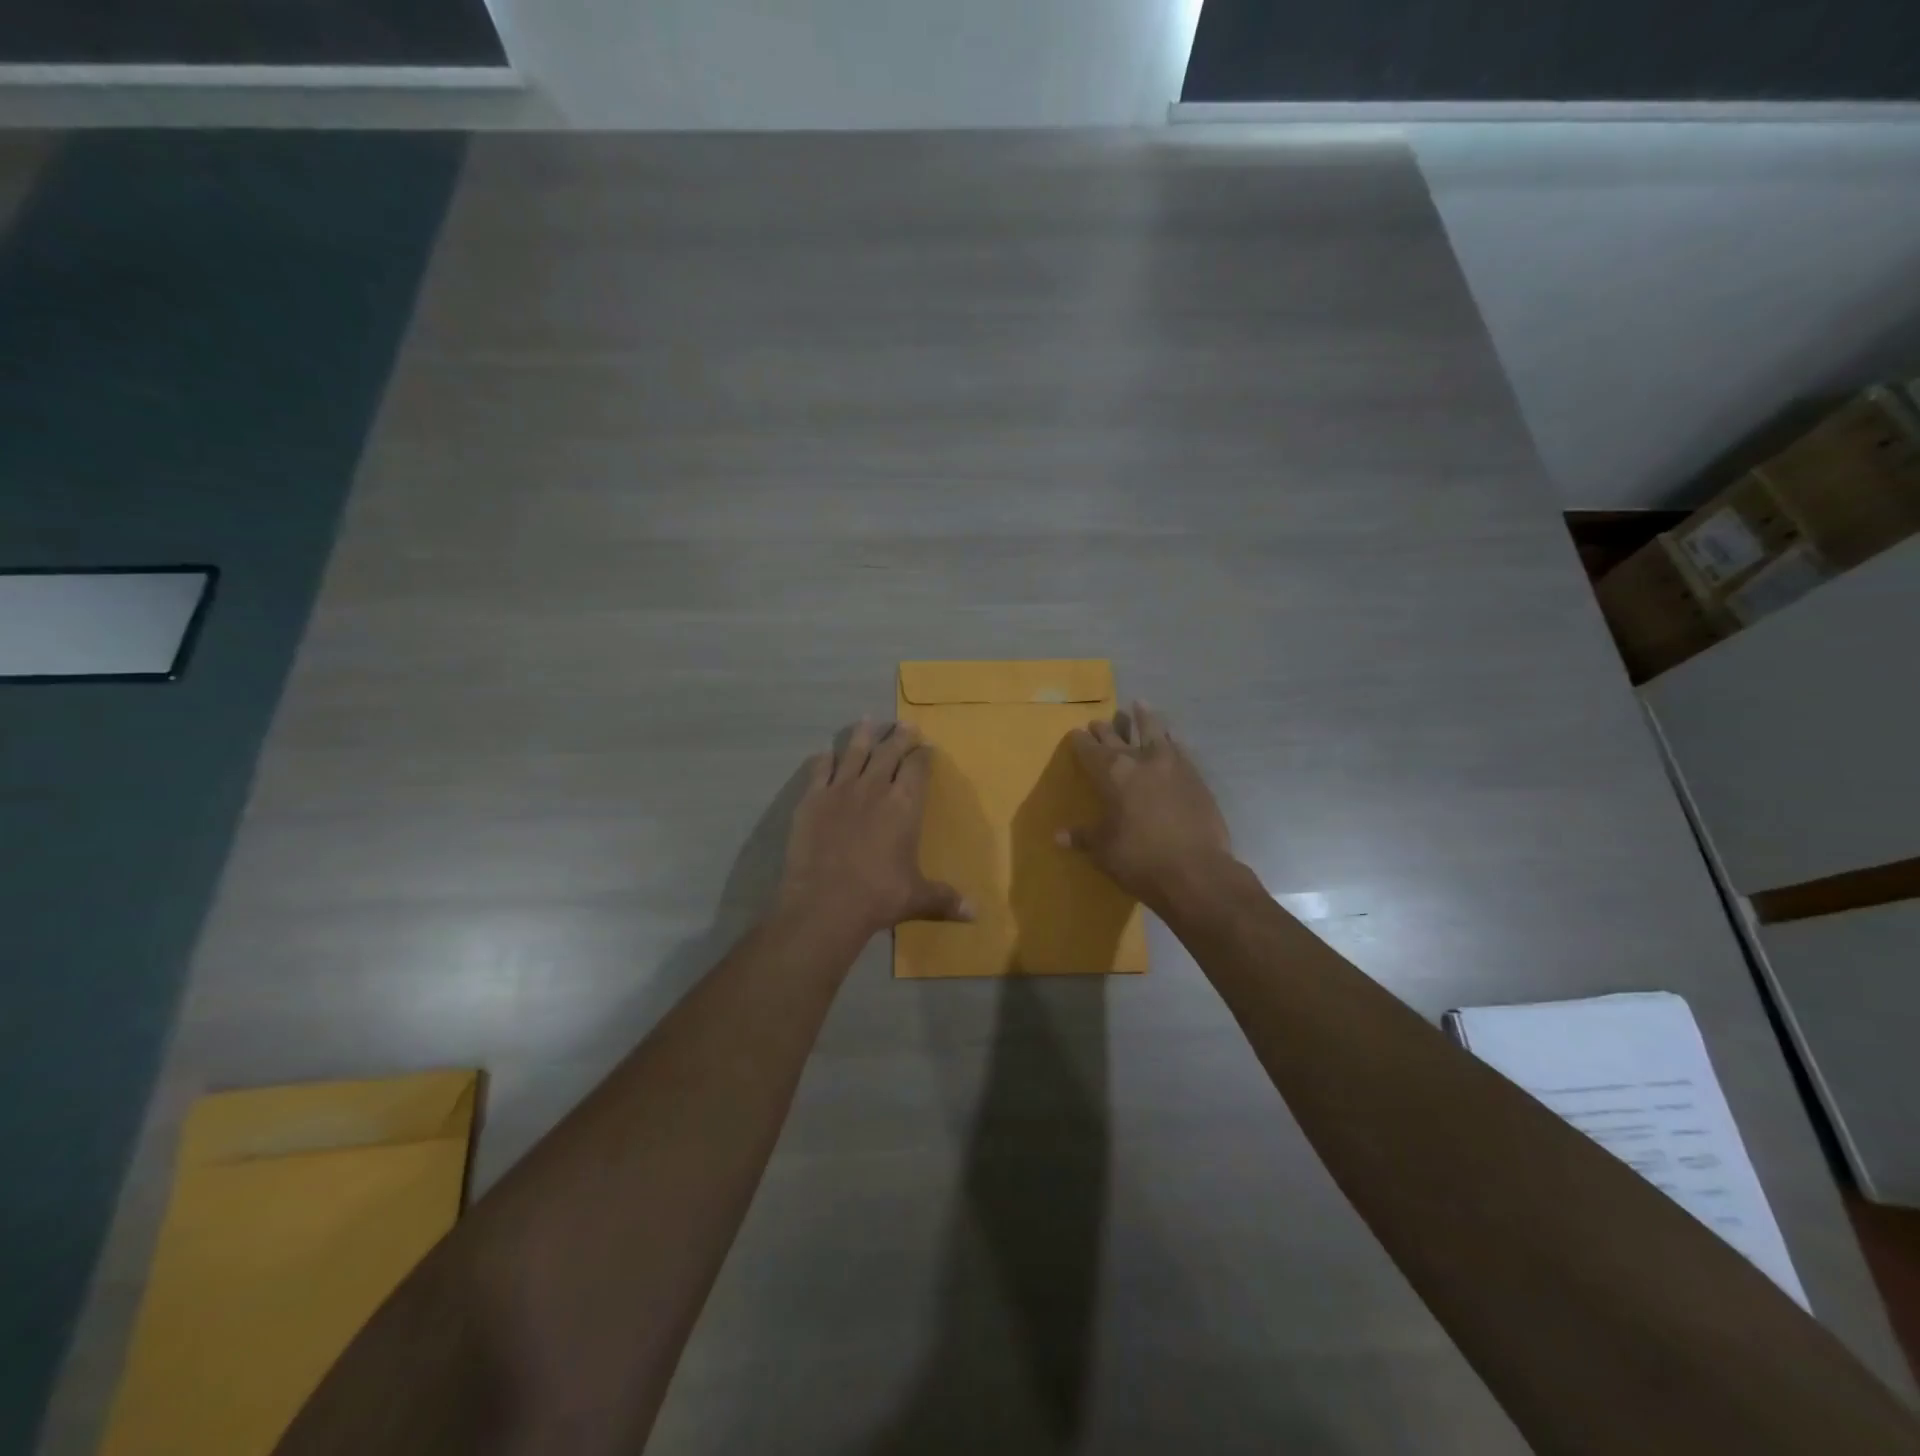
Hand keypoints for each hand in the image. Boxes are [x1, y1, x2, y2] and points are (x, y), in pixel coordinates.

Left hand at [776, 719, 973, 939]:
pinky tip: (827, 753)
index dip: (923, 755)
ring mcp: (840, 790)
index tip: (927, 746)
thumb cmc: (878, 896)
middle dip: (899, 736)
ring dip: (864, 735)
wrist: (825, 903)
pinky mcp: (812, 799)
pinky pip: (820, 770)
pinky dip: (825, 759)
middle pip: (889, 752)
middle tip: (905, 724)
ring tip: (869, 719)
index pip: (918, 768)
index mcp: (905, 805)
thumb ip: (945, 899)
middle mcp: (875, 788)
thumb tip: (976, 914)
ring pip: (855, 752)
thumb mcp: (917, 898)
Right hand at [1061, 702, 1233, 907]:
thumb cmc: (1140, 859)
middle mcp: (1140, 761)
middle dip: (1106, 729)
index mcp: (1112, 774)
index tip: (1075, 733)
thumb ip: (1083, 837)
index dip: (1080, 741)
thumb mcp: (1104, 850)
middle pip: (1118, 737)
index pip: (1090, 750)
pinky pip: (1179, 747)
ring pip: (1155, 731)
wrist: (1197, 871)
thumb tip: (1057, 837)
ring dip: (1145, 717)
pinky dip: (1171, 739)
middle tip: (1098, 722)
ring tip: (1139, 704)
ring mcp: (1172, 765)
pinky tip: (1171, 737)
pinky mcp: (1195, 776)